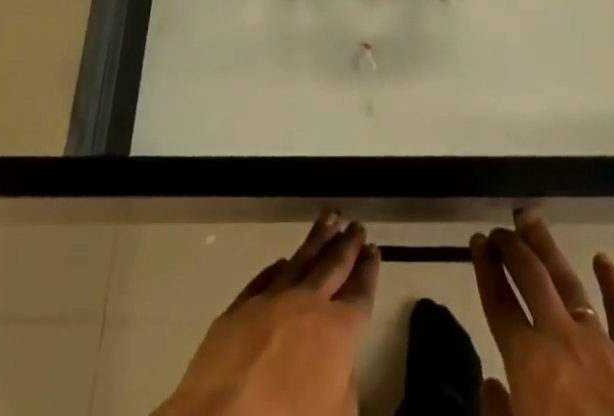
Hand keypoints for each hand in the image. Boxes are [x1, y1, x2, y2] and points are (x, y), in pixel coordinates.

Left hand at [155, 212, 380, 415]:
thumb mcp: (337, 415)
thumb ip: (345, 384)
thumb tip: (340, 365)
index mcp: (337, 331)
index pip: (359, 294)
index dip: (368, 272)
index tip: (374, 250)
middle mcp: (307, 303)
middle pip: (332, 267)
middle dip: (347, 245)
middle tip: (356, 225)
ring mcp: (271, 300)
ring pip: (300, 259)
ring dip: (317, 239)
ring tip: (330, 218)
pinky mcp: (239, 307)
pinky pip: (264, 279)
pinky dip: (277, 267)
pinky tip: (282, 260)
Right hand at [470, 212, 613, 415]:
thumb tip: (490, 383)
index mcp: (528, 363)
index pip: (498, 302)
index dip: (485, 269)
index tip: (476, 240)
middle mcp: (559, 339)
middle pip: (530, 278)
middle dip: (512, 248)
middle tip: (499, 229)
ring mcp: (600, 344)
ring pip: (568, 281)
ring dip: (548, 248)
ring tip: (531, 221)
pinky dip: (613, 283)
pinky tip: (602, 259)